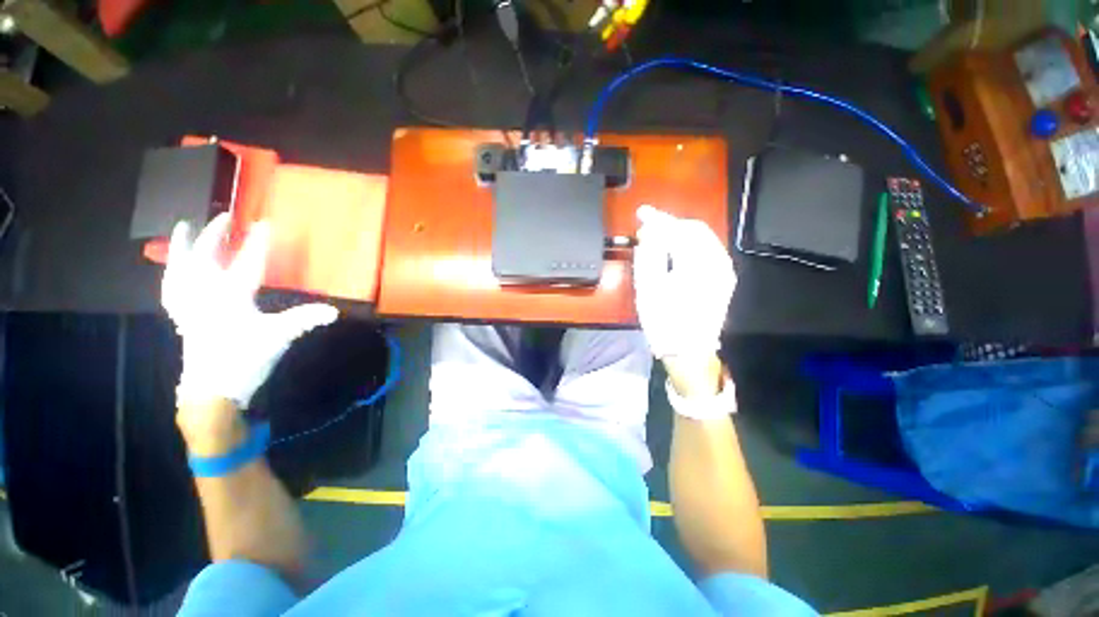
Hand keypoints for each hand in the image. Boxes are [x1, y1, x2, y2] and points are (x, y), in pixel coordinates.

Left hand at [163, 214, 337, 414]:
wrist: (210, 391)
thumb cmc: (244, 360)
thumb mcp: (278, 338)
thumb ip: (304, 320)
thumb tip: (333, 311)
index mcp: (231, 296)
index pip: (248, 261)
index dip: (258, 241)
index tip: (264, 223)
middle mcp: (205, 294)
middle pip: (206, 256)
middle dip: (214, 234)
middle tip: (224, 217)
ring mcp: (189, 305)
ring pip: (179, 268)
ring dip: (181, 246)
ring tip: (182, 227)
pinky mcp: (182, 318)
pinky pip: (171, 288)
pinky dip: (171, 274)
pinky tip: (172, 269)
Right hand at [632, 205, 735, 360]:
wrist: (688, 352)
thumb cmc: (664, 322)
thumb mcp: (649, 288)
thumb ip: (649, 254)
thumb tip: (650, 231)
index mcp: (701, 265)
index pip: (680, 230)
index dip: (659, 219)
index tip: (642, 212)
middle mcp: (719, 263)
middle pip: (695, 230)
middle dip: (670, 224)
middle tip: (648, 225)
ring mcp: (724, 272)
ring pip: (702, 239)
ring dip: (679, 234)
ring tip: (657, 235)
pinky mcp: (723, 280)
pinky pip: (706, 251)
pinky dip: (688, 245)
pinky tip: (674, 249)